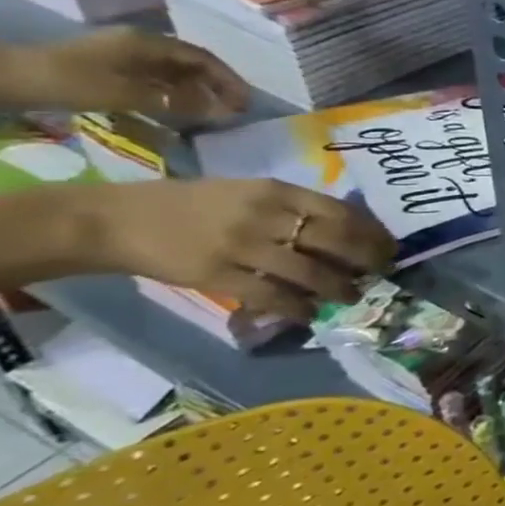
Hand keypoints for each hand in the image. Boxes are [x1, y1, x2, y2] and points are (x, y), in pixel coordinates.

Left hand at [4, 27, 249, 120]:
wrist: (4, 78)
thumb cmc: (68, 81)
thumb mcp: (125, 94)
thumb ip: (176, 103)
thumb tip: (221, 111)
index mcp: (148, 43)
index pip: (203, 59)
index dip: (229, 80)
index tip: (247, 102)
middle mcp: (141, 45)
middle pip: (191, 65)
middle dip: (216, 86)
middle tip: (235, 110)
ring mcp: (125, 57)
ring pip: (174, 74)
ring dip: (196, 93)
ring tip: (213, 115)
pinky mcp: (112, 70)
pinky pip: (156, 81)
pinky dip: (174, 96)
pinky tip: (180, 112)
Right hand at [98, 179, 394, 319]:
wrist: (115, 220)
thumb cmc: (192, 204)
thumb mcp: (249, 192)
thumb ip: (293, 207)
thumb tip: (344, 229)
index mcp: (276, 191)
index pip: (340, 212)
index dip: (370, 232)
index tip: (389, 246)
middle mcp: (264, 216)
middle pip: (334, 240)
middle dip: (365, 259)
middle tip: (381, 272)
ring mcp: (241, 246)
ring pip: (309, 271)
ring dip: (338, 287)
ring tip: (352, 296)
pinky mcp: (216, 275)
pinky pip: (270, 295)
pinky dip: (297, 307)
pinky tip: (311, 314)